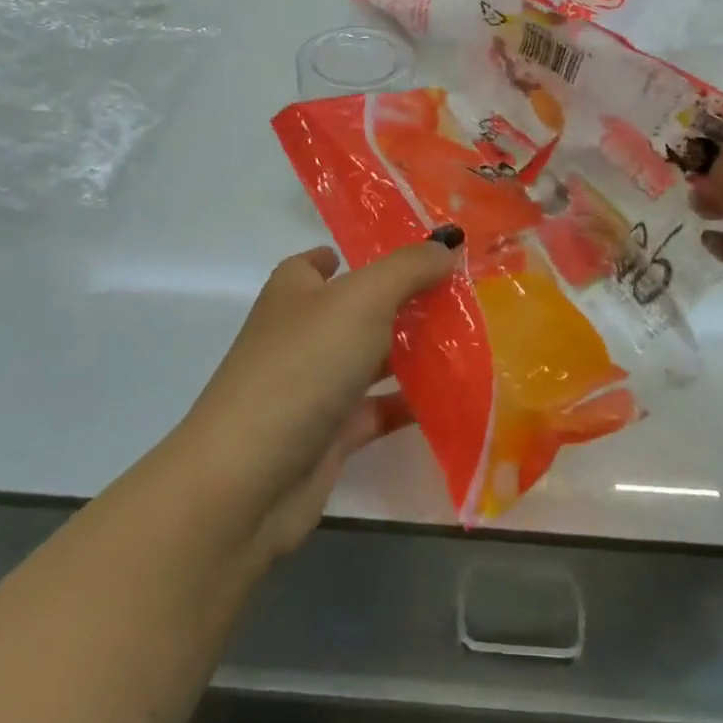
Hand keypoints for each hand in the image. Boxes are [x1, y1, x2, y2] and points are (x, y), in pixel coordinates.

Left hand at [179, 234, 461, 562]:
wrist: (249, 478)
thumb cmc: (302, 365)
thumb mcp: (361, 299)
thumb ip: (408, 269)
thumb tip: (447, 244)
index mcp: (295, 291)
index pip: (323, 261)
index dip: (361, 254)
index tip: (414, 255)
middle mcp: (304, 333)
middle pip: (359, 308)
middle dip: (405, 301)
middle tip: (463, 294)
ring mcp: (316, 384)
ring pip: (372, 358)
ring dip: (414, 351)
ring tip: (472, 338)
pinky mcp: (332, 433)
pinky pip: (380, 409)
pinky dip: (411, 402)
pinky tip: (455, 393)